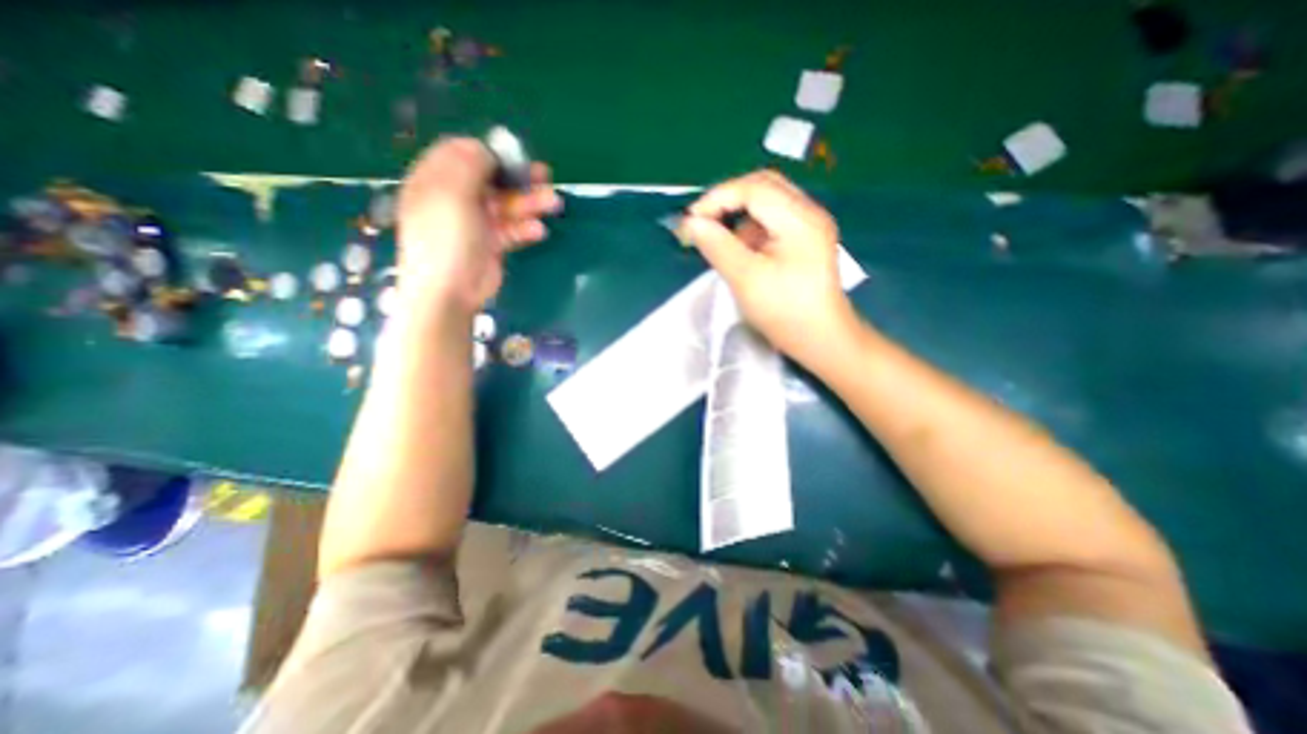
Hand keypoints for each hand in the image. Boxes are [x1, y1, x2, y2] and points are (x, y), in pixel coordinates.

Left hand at [399, 138, 561, 313]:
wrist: (449, 291)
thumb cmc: (446, 238)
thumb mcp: (452, 193)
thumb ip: (469, 164)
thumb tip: (486, 148)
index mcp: (436, 180)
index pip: (462, 153)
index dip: (489, 152)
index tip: (514, 156)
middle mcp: (455, 198)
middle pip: (491, 180)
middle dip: (518, 177)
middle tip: (545, 175)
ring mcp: (475, 223)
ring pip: (506, 205)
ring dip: (530, 203)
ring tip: (553, 203)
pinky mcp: (491, 244)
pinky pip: (512, 229)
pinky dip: (526, 228)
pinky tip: (538, 231)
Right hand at [686, 170, 858, 366]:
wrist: (821, 339)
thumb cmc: (784, 312)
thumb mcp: (745, 279)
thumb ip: (717, 245)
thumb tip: (691, 222)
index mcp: (799, 219)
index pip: (752, 189)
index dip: (717, 199)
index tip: (690, 222)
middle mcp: (808, 213)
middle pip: (762, 186)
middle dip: (727, 201)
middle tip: (703, 223)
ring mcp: (809, 225)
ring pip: (767, 202)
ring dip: (738, 215)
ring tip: (720, 241)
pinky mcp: (805, 240)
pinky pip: (772, 220)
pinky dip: (750, 229)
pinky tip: (741, 251)